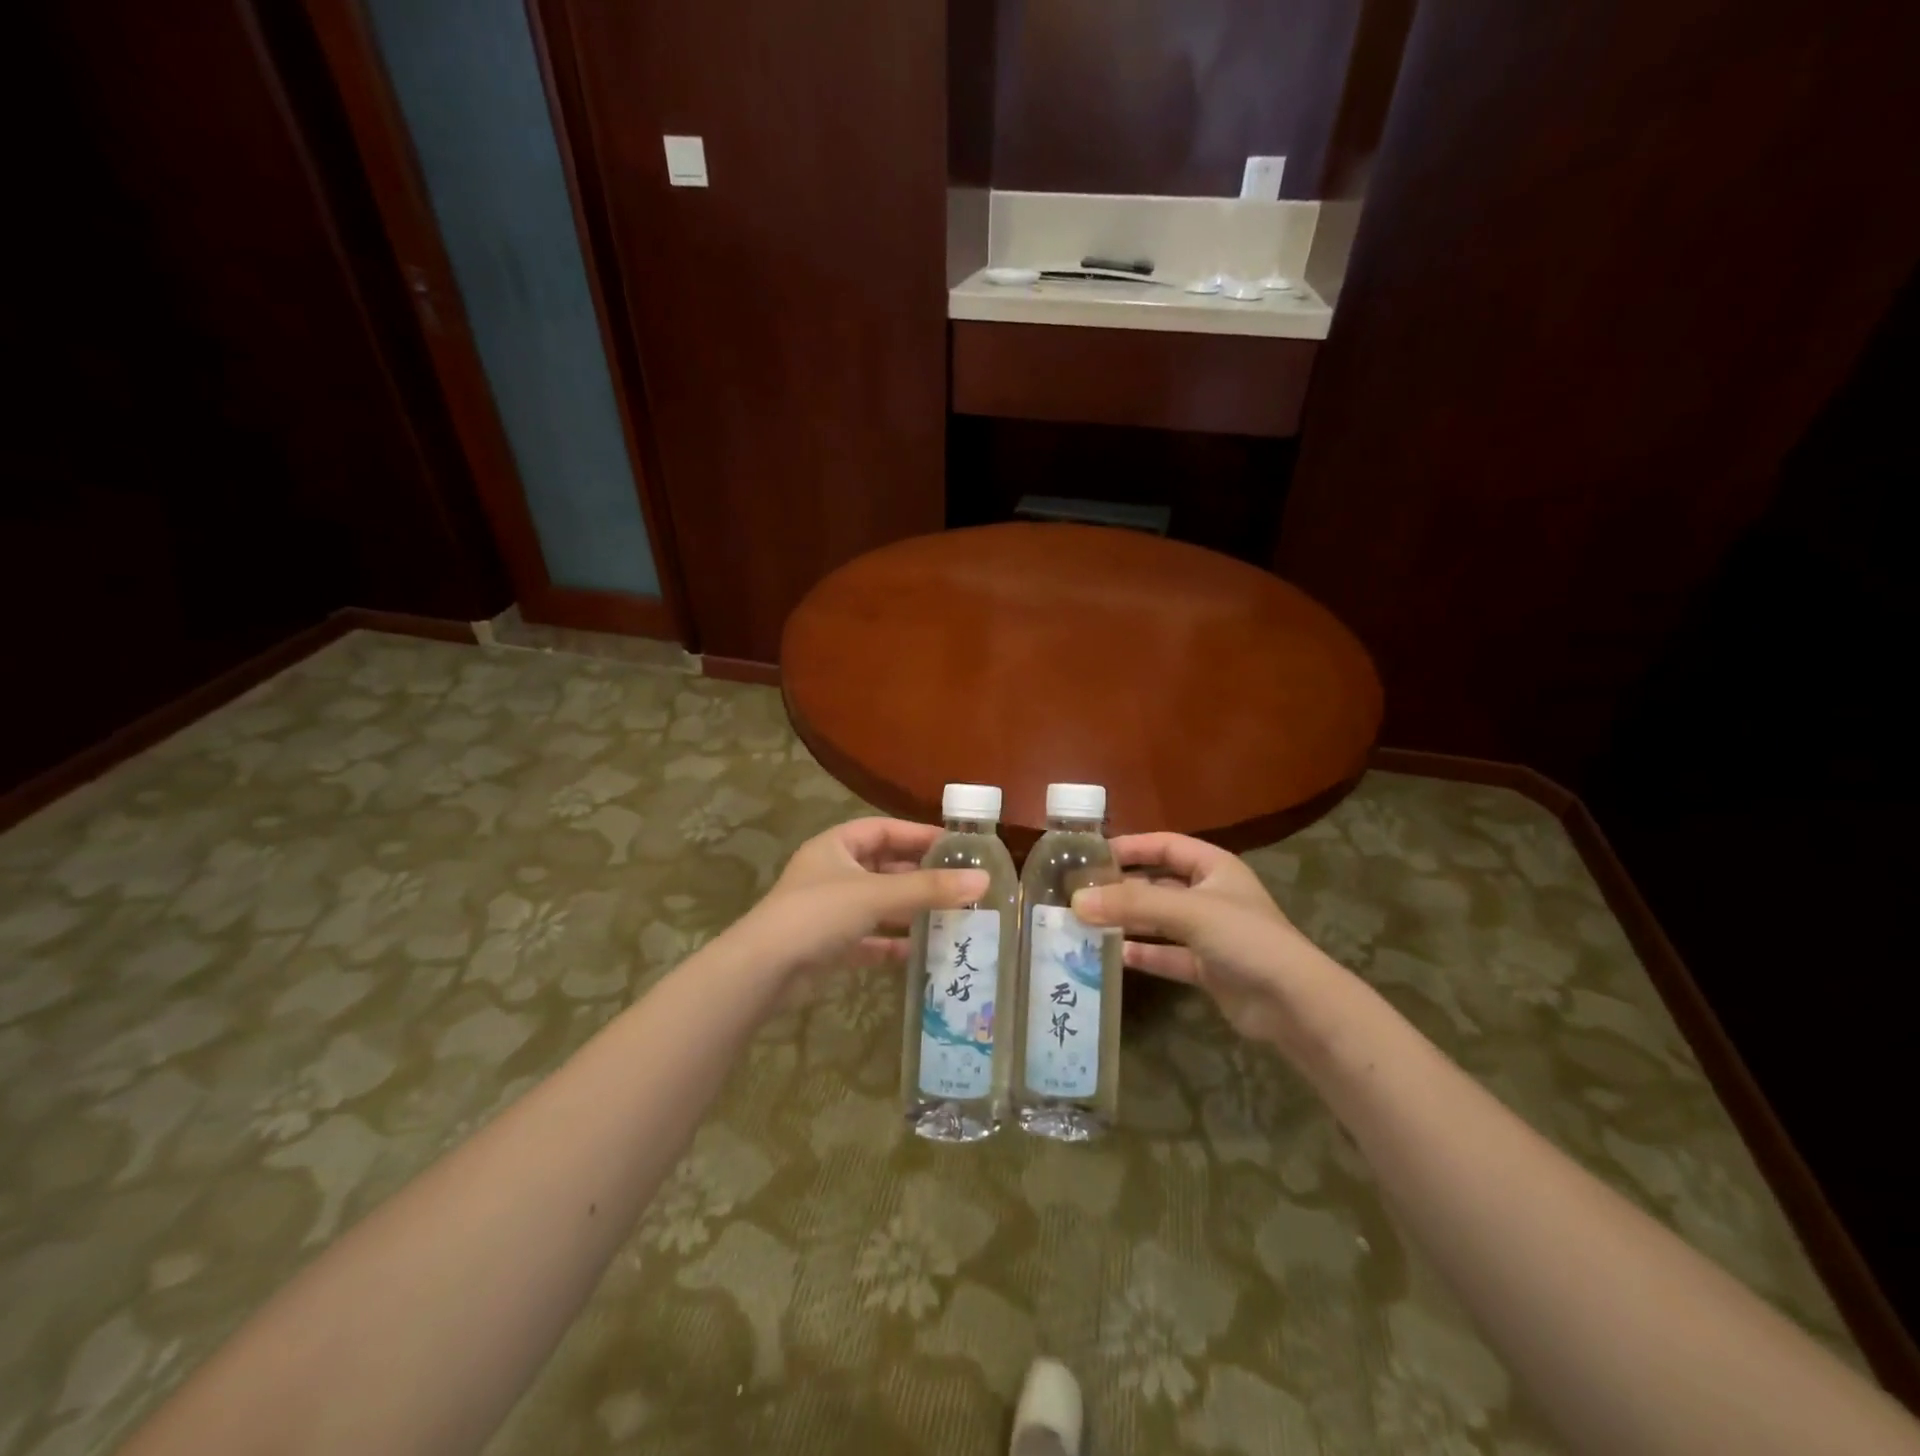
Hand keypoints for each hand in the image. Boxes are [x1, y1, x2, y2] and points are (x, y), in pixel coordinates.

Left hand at [739, 818, 987, 992]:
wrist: (763, 971)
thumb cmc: (818, 915)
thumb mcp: (876, 894)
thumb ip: (928, 889)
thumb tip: (983, 880)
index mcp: (836, 846)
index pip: (884, 829)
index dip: (918, 834)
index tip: (955, 846)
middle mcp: (832, 873)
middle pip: (883, 867)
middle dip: (919, 876)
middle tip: (960, 884)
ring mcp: (829, 911)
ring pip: (878, 905)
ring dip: (909, 911)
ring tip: (950, 917)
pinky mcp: (828, 946)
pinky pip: (868, 939)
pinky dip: (891, 944)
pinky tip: (920, 953)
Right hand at [1069, 833, 1341, 1052]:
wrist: (1294, 1004)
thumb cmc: (1245, 939)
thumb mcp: (1187, 912)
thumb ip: (1132, 904)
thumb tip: (1077, 901)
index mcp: (1215, 867)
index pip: (1165, 845)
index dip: (1131, 847)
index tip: (1092, 856)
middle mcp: (1211, 895)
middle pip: (1158, 884)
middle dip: (1122, 888)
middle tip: (1080, 894)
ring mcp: (1209, 934)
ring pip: (1159, 921)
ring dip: (1128, 922)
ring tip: (1087, 924)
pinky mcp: (1207, 968)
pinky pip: (1167, 955)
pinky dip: (1143, 954)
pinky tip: (1113, 956)